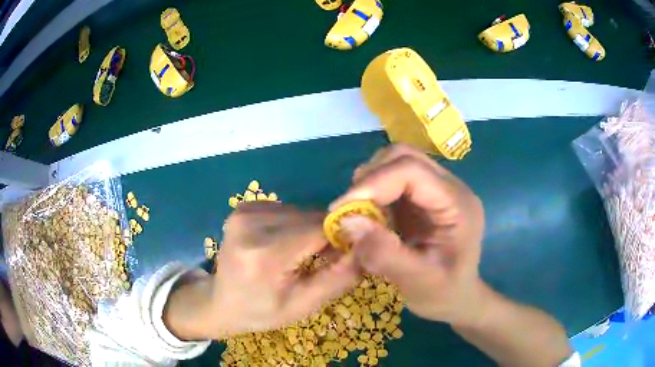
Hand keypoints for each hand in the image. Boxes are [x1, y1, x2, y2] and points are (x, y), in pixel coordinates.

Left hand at [210, 202, 358, 336]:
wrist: (219, 302)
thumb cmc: (261, 312)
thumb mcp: (304, 305)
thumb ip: (339, 277)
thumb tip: (367, 246)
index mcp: (265, 254)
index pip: (320, 227)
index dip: (343, 235)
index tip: (353, 250)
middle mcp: (251, 223)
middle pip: (311, 216)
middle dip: (327, 234)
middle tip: (326, 260)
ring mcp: (244, 211)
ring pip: (301, 210)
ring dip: (311, 229)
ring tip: (302, 254)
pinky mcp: (244, 206)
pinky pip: (286, 209)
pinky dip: (295, 224)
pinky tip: (285, 244)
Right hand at [331, 144, 486, 326]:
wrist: (457, 298)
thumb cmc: (443, 293)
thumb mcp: (417, 281)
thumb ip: (384, 253)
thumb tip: (347, 222)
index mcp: (457, 204)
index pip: (412, 170)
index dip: (374, 182)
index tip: (342, 208)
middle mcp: (450, 188)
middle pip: (405, 157)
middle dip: (371, 178)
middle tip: (349, 209)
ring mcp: (437, 190)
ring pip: (397, 163)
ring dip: (371, 182)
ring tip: (358, 213)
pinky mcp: (425, 198)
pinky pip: (394, 179)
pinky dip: (375, 192)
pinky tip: (370, 215)